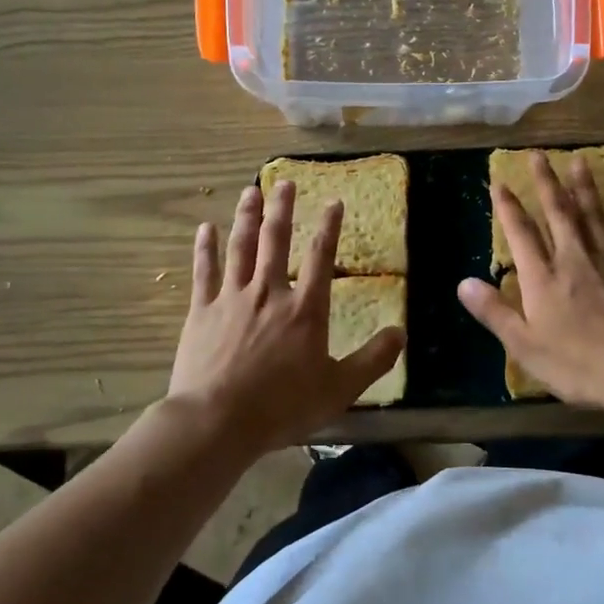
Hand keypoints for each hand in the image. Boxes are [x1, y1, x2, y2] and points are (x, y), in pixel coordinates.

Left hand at [168, 181, 404, 450]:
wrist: (218, 421)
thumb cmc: (283, 407)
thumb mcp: (340, 389)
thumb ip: (373, 359)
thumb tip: (402, 333)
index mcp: (305, 309)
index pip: (320, 257)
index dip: (329, 227)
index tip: (333, 201)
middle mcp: (269, 293)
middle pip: (276, 240)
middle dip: (282, 208)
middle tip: (284, 182)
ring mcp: (232, 298)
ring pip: (241, 247)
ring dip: (246, 217)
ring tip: (250, 191)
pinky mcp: (202, 311)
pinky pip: (204, 271)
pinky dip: (205, 248)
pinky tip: (205, 228)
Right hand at [457, 151, 603, 410]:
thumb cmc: (576, 363)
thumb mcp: (524, 346)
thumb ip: (494, 312)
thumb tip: (463, 283)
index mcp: (542, 278)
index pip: (520, 233)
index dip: (508, 207)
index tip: (499, 182)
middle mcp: (573, 259)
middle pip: (558, 213)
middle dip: (546, 183)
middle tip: (538, 155)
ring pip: (593, 214)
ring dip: (583, 186)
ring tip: (578, 161)